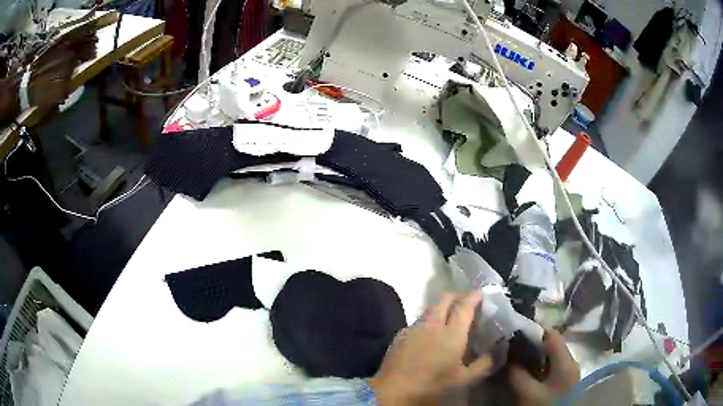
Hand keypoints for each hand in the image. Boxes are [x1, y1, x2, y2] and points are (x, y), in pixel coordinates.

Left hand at [368, 292, 492, 404]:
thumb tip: (496, 351)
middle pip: (445, 299)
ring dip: (441, 308)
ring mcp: (414, 328)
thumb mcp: (464, 379)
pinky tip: (428, 334)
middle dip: (458, 296)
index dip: (474, 296)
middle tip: (467, 302)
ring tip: (449, 317)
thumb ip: (483, 364)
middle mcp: (432, 324)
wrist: (394, 389)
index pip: (465, 306)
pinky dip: (427, 321)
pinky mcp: (400, 334)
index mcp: (451, 333)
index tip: (481, 292)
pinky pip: (418, 321)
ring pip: (430, 308)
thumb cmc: (433, 384)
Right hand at [509, 330, 579, 405]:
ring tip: (517, 361)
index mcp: (566, 360)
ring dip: (535, 358)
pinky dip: (540, 368)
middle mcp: (571, 362)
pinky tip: (527, 375)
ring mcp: (569, 373)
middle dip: (532, 346)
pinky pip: (552, 368)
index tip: (514, 335)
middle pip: (552, 346)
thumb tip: (507, 356)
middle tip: (512, 350)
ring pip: (551, 358)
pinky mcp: (565, 383)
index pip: (551, 334)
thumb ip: (517, 373)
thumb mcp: (527, 392)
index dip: (533, 332)